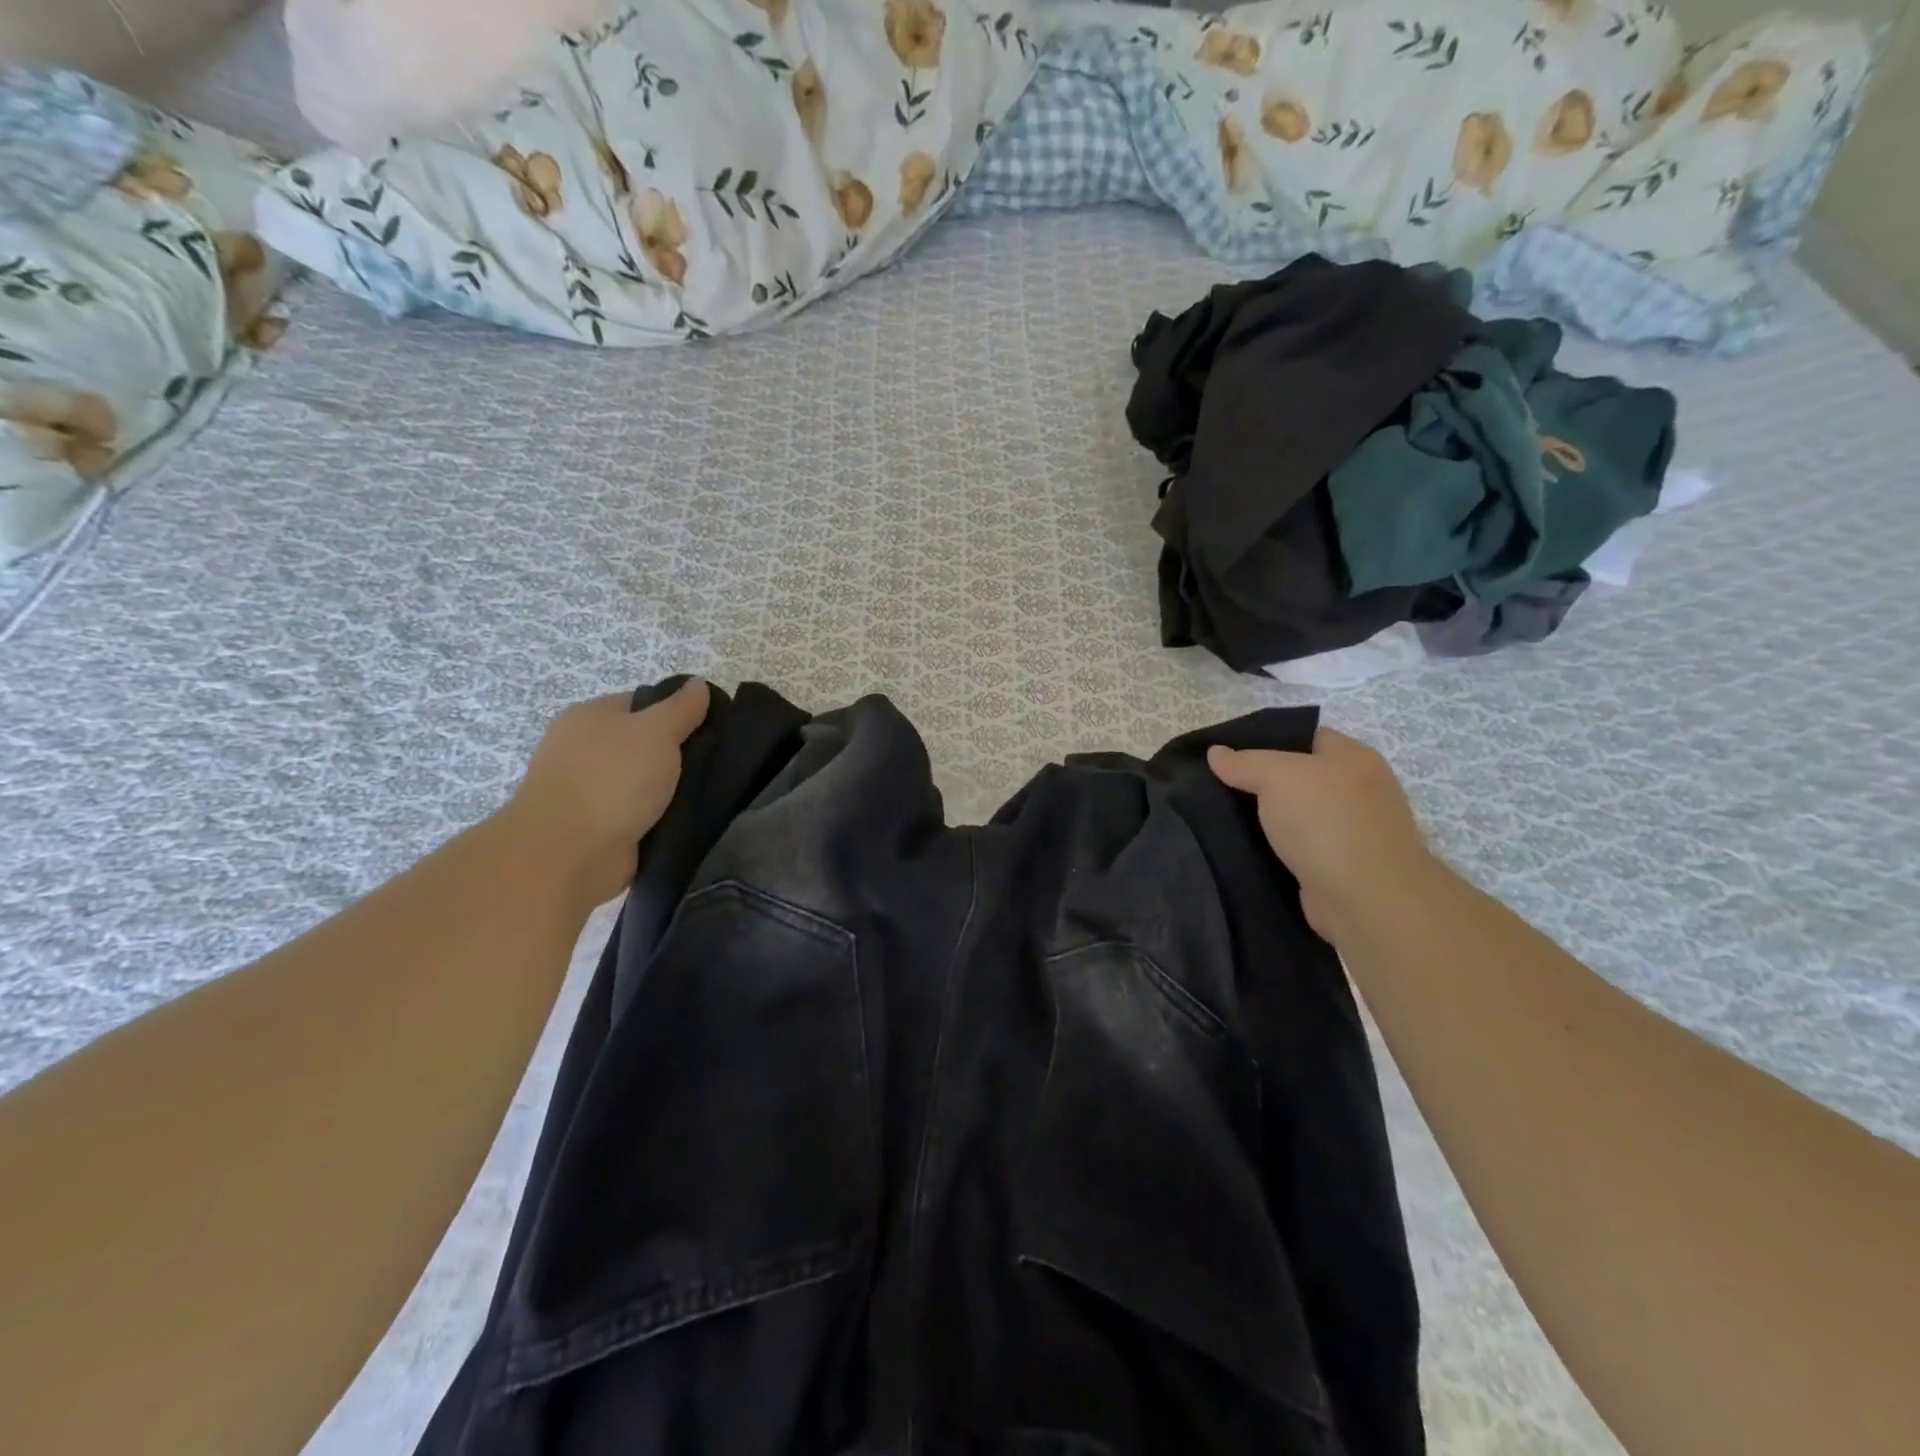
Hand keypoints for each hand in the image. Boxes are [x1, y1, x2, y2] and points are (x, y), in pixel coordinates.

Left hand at [505, 680, 710, 907]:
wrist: (568, 853)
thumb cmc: (612, 780)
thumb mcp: (657, 732)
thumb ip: (681, 708)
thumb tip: (698, 683)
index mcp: (589, 716)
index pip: (642, 703)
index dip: (677, 712)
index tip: (711, 729)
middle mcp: (581, 748)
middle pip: (642, 743)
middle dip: (676, 754)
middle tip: (715, 763)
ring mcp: (585, 789)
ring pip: (641, 780)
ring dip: (668, 789)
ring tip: (708, 794)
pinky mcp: (594, 826)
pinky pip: (636, 812)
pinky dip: (656, 816)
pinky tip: (684, 819)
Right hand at [1208, 728, 1434, 944]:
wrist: (1366, 899)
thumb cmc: (1326, 821)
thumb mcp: (1277, 776)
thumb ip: (1244, 762)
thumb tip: (1215, 752)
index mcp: (1353, 757)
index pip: (1305, 737)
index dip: (1266, 740)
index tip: (1227, 753)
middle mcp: (1358, 790)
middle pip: (1299, 777)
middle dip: (1260, 782)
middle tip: (1216, 785)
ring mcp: (1351, 831)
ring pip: (1295, 816)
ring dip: (1265, 820)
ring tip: (1220, 817)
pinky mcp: (1338, 867)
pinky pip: (1297, 849)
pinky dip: (1274, 850)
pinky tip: (1243, 849)